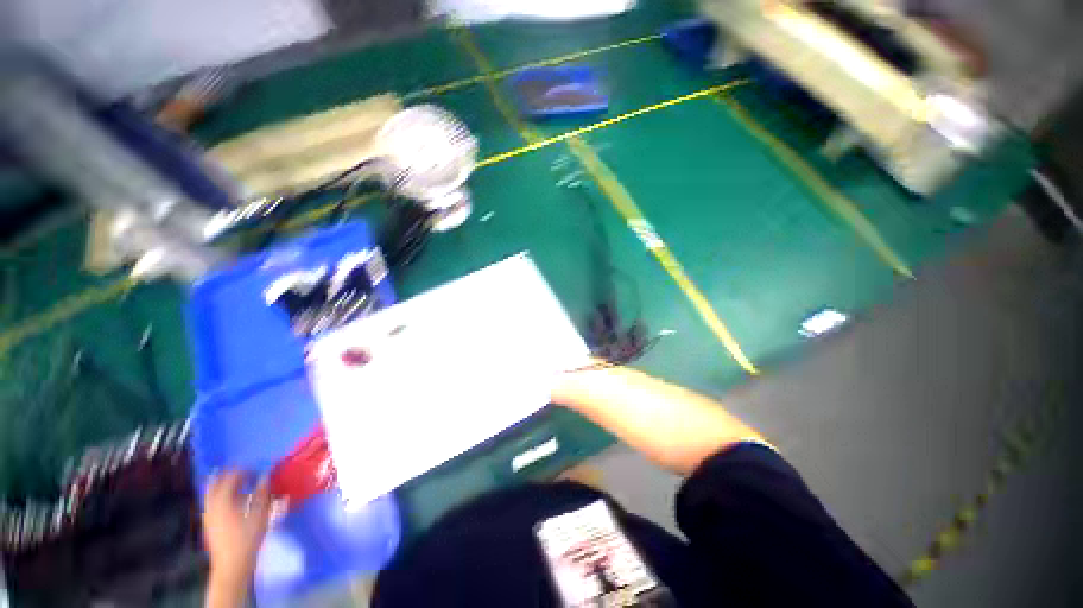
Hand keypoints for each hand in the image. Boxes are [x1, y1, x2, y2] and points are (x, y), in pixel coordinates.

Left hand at [202, 471, 270, 583]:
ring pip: (212, 493)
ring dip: (224, 486)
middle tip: (245, 474)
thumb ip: (262, 493)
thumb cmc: (248, 537)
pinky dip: (220, 496)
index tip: (257, 470)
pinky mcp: (208, 523)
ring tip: (239, 485)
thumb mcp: (260, 514)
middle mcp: (212, 504)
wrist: (232, 564)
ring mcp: (208, 514)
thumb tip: (265, 476)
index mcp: (224, 499)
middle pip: (217, 483)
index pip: (232, 476)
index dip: (245, 470)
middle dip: (230, 476)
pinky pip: (211, 502)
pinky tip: (231, 501)